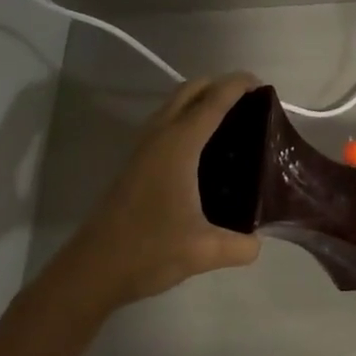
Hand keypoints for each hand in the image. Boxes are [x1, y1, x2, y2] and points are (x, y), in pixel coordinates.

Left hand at [55, 74, 262, 309]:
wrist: (92, 270)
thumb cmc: (148, 251)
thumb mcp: (204, 252)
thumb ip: (240, 246)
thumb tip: (258, 243)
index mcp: (179, 145)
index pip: (213, 100)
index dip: (238, 85)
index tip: (262, 85)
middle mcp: (160, 137)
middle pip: (190, 90)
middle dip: (219, 85)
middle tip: (250, 102)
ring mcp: (143, 148)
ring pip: (173, 104)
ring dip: (200, 99)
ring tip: (231, 120)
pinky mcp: (135, 163)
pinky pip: (165, 123)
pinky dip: (187, 117)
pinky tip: (203, 148)